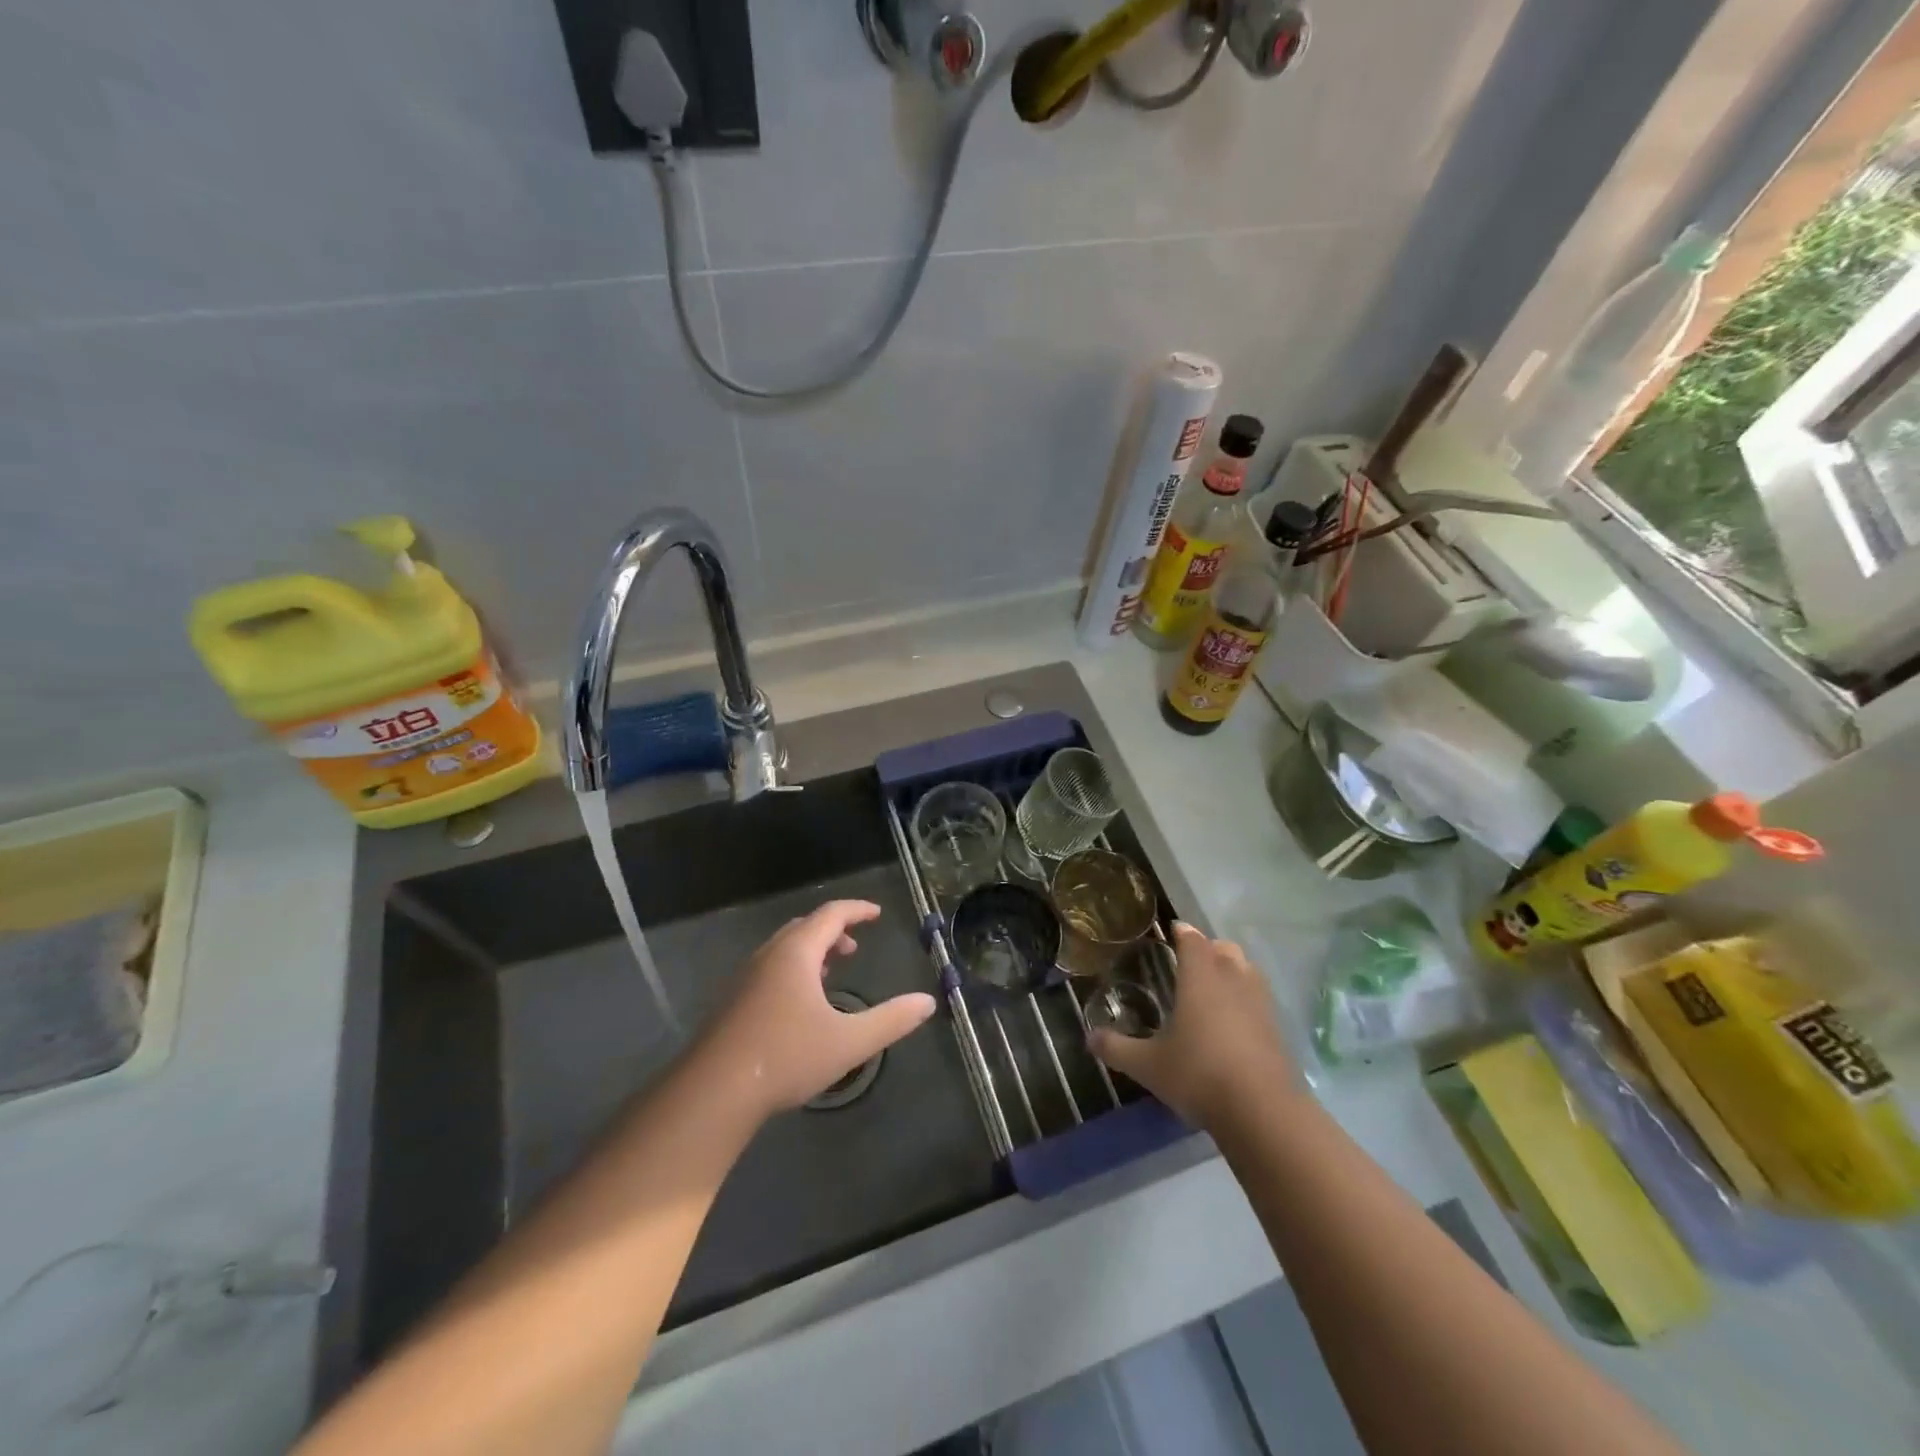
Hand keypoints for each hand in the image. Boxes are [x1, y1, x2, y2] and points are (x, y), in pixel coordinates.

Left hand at [692, 899, 936, 1122]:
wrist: (713, 1092)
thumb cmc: (786, 1057)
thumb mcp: (849, 1042)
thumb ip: (891, 1020)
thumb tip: (927, 1002)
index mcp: (796, 954)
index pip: (830, 915)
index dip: (857, 910)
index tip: (876, 913)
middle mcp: (769, 956)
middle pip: (804, 928)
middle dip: (833, 931)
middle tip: (855, 947)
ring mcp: (745, 978)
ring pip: (783, 949)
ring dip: (811, 951)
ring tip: (830, 971)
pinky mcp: (732, 1002)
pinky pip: (769, 968)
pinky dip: (792, 969)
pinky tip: (799, 1003)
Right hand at [1088, 922, 1294, 1129]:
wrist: (1262, 1112)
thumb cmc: (1198, 1075)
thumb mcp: (1148, 1065)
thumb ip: (1117, 1049)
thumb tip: (1090, 1038)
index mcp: (1200, 978)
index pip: (1192, 940)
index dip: (1182, 932)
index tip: (1173, 930)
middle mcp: (1232, 980)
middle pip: (1224, 949)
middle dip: (1208, 949)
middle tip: (1190, 961)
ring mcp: (1260, 1004)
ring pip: (1247, 971)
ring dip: (1232, 970)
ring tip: (1214, 987)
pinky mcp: (1277, 1030)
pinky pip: (1260, 1000)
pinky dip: (1246, 999)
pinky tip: (1234, 1022)